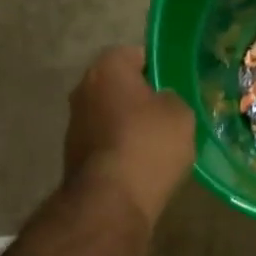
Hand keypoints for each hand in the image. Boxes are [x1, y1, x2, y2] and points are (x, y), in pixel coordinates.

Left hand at [64, 47, 194, 227]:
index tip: (178, 86)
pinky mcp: (75, 156)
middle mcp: (83, 89)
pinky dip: (122, 149)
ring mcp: (74, 124)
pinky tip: (143, 165)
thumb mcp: (181, 114)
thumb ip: (172, 98)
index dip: (160, 68)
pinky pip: (106, 143)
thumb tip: (161, 102)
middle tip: (171, 114)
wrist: (112, 201)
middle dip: (142, 98)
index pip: (136, 54)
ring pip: (111, 115)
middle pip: (120, 86)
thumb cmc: (149, 145)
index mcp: (107, 68)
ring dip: (130, 125)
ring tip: (159, 144)